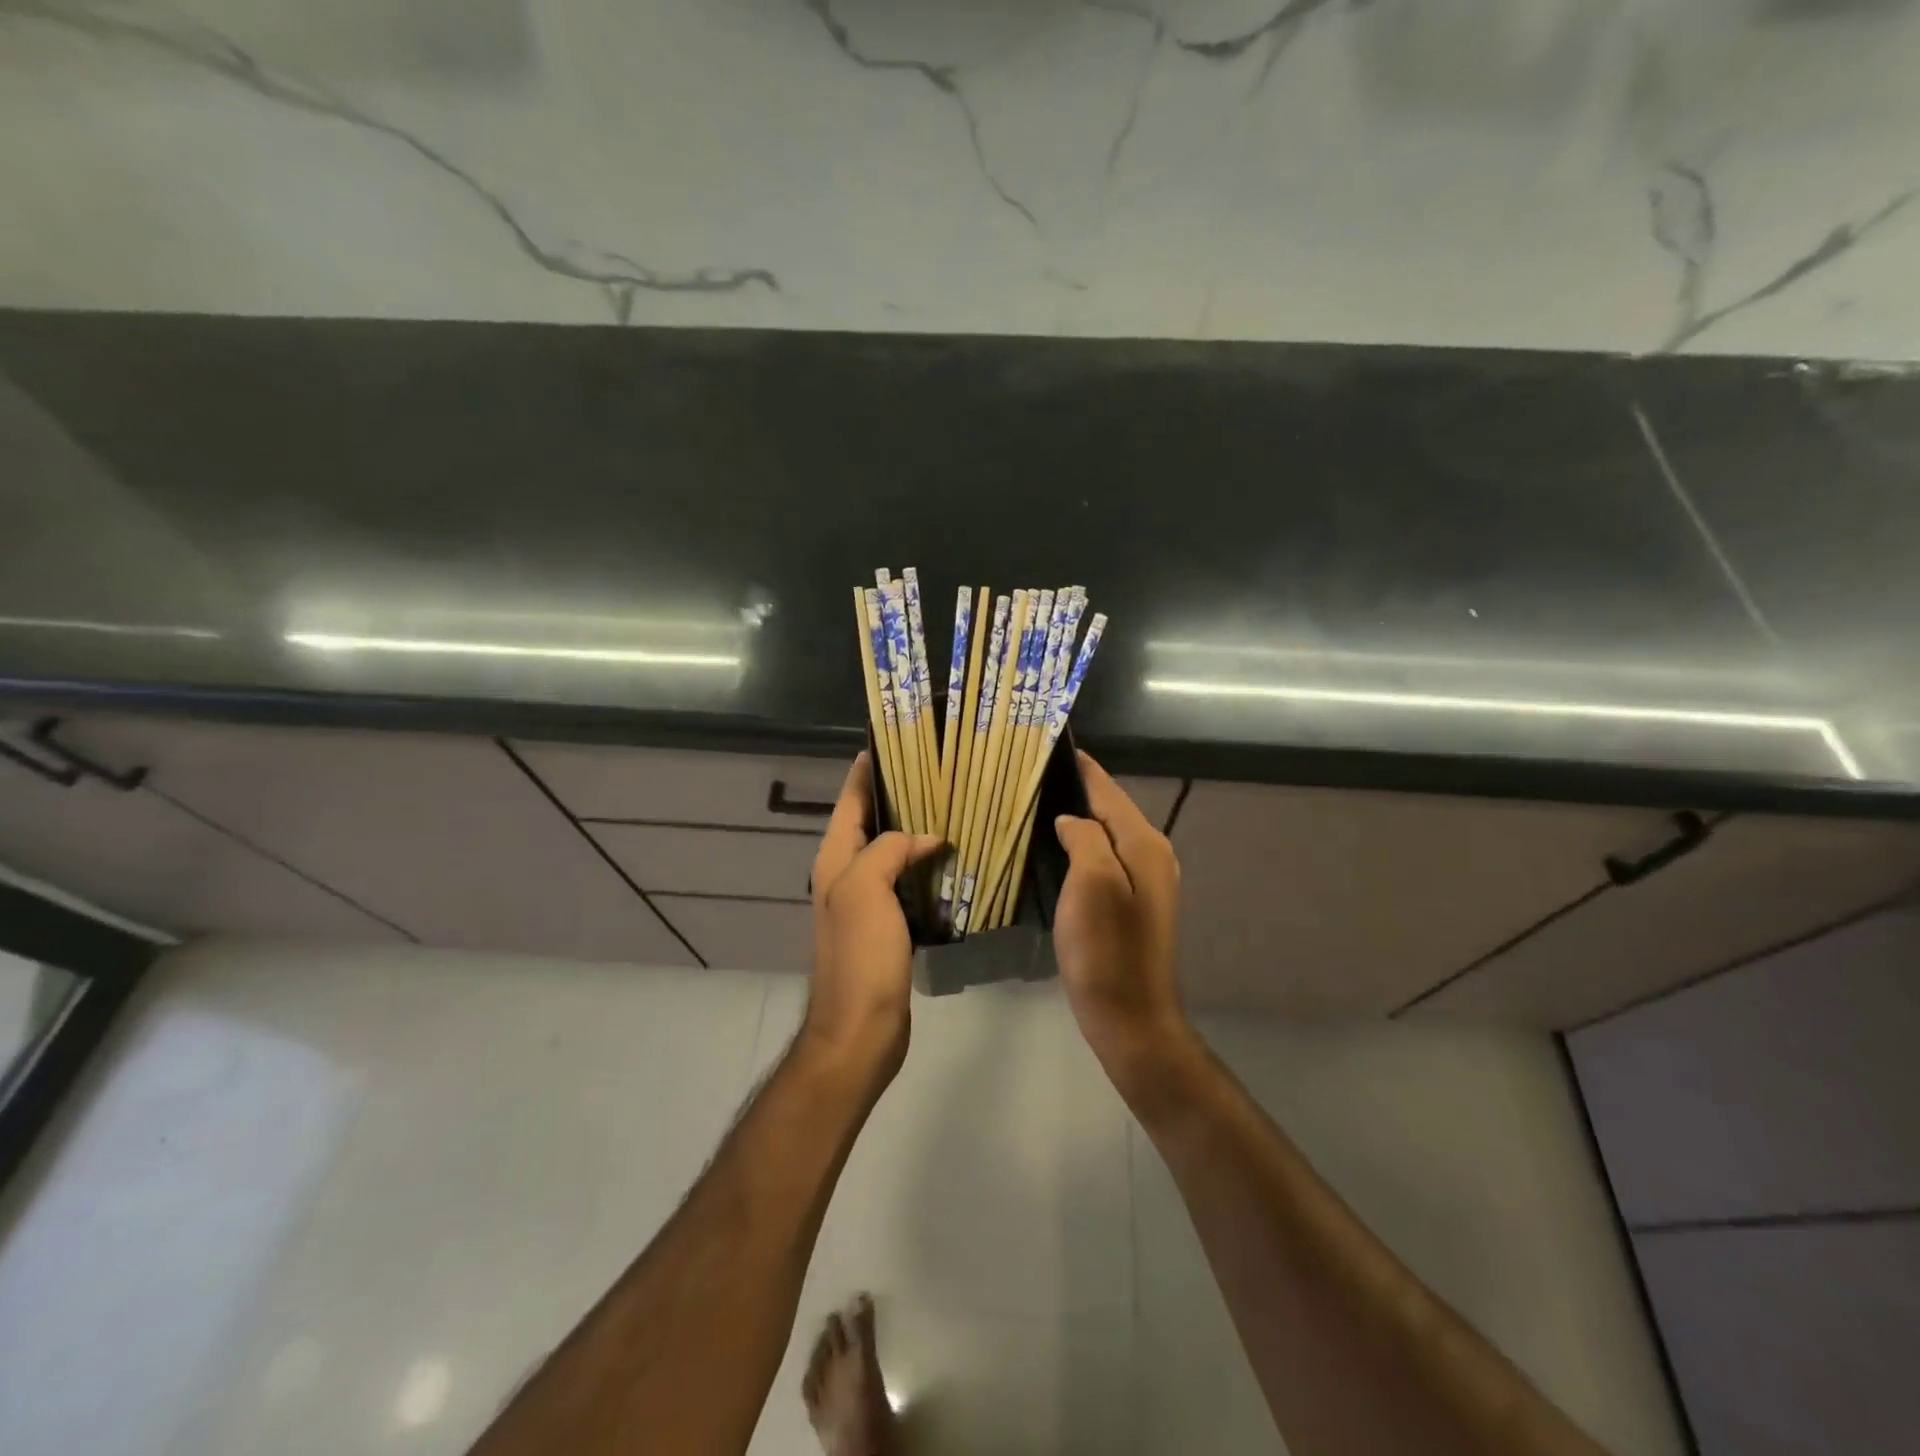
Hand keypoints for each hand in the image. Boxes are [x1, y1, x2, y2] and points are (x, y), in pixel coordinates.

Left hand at [806, 753, 941, 1078]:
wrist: (861, 1029)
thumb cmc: (859, 955)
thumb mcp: (867, 890)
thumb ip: (889, 850)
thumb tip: (924, 838)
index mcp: (835, 859)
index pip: (849, 801)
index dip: (865, 770)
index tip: (889, 742)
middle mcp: (845, 874)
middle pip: (870, 822)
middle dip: (897, 796)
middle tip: (937, 773)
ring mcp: (865, 901)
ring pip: (890, 851)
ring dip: (913, 830)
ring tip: (950, 808)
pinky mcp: (886, 925)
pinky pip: (905, 881)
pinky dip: (923, 865)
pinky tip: (950, 860)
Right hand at [1052, 752, 1192, 1080]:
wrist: (1130, 1018)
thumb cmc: (1107, 950)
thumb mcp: (1093, 884)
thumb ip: (1086, 838)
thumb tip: (1072, 820)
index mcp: (1145, 844)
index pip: (1109, 791)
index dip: (1082, 768)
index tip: (1054, 745)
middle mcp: (1152, 856)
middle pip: (1111, 809)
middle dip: (1078, 789)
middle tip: (1035, 774)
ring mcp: (1145, 883)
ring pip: (1107, 834)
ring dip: (1079, 816)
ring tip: (1039, 803)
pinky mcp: (1132, 905)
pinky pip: (1104, 859)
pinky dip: (1082, 845)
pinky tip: (1057, 847)